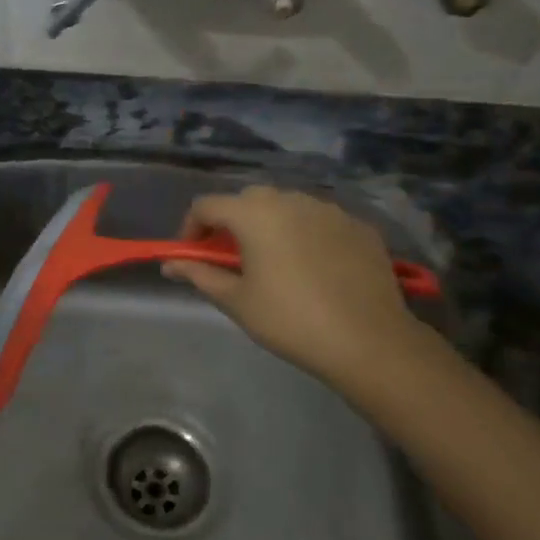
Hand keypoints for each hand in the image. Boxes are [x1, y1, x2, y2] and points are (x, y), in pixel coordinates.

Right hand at [161, 186, 435, 405]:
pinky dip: (307, 234)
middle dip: (232, 223)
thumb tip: (170, 264)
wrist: (369, 341)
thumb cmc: (291, 321)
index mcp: (254, 214)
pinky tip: (315, 268)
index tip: (192, 256)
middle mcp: (290, 199)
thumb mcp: (237, 301)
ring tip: (275, 262)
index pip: (206, 205)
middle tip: (232, 259)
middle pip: (247, 200)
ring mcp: (329, 209)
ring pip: (287, 206)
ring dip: (271, 225)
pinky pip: (320, 221)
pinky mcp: (358, 225)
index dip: (191, 228)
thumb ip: (200, 274)